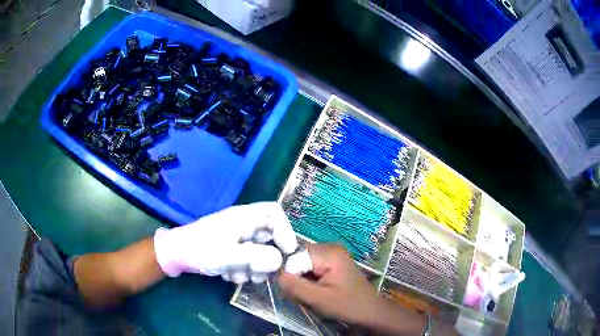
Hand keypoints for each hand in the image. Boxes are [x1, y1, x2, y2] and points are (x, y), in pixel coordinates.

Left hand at [153, 202, 297, 283]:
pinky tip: (229, 274)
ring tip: (239, 275)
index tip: (287, 253)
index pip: (274, 214)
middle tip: (260, 273)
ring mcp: (238, 238)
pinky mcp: (233, 249)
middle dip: (267, 258)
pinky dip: (243, 270)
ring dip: (254, 268)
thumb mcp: (227, 255)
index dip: (285, 231)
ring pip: (260, 252)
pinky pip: (248, 260)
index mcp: (244, 217)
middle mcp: (244, 225)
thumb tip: (279, 261)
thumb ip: (255, 257)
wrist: (177, 255)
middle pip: (270, 237)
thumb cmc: (200, 250)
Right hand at [277, 244, 379, 324]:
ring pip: (301, 264)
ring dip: (301, 280)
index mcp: (328, 252)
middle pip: (297, 258)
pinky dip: (308, 280)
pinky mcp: (331, 262)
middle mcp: (329, 246)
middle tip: (304, 295)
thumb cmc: (347, 306)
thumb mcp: (318, 299)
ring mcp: (331, 254)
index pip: (293, 256)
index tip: (293, 291)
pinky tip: (317, 291)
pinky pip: (309, 268)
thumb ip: (294, 286)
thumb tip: (273, 273)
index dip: (289, 274)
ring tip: (312, 294)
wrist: (369, 311)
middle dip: (295, 278)